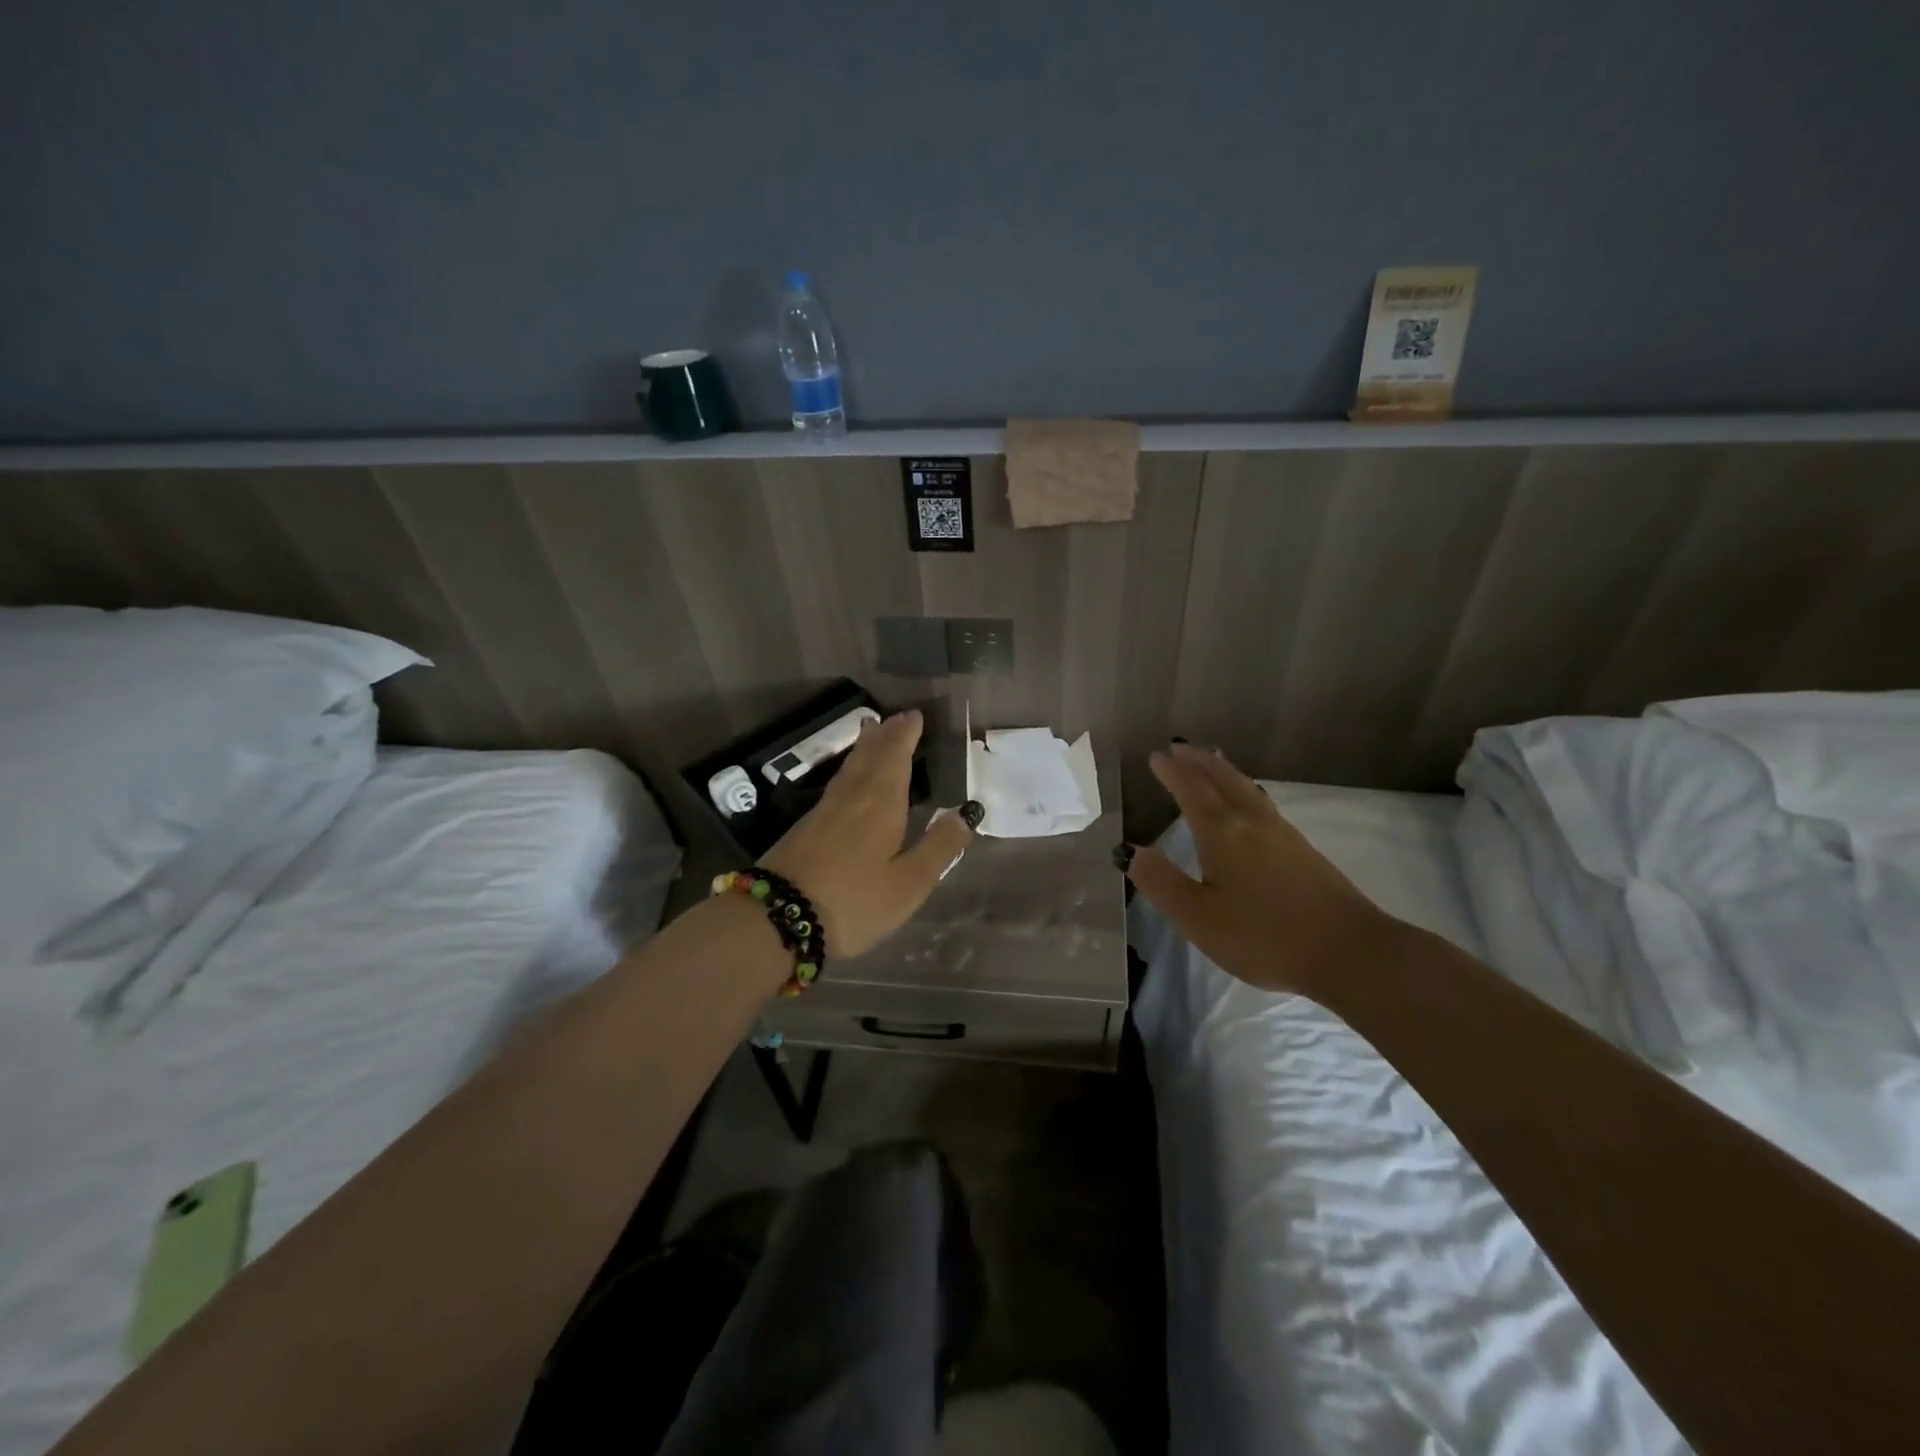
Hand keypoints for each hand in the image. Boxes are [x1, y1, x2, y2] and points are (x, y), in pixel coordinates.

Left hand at [760, 710, 977, 959]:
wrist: (778, 917)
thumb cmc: (854, 901)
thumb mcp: (909, 883)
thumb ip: (939, 847)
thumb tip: (965, 813)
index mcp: (881, 803)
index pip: (896, 758)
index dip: (905, 736)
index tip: (915, 715)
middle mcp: (852, 797)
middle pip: (869, 757)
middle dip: (885, 736)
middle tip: (895, 717)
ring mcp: (824, 811)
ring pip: (850, 768)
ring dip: (865, 748)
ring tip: (872, 732)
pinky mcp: (806, 827)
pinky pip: (837, 784)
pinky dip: (850, 769)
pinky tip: (850, 779)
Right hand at [1119, 743, 1401, 995]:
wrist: (1348, 951)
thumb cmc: (1263, 936)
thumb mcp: (1197, 917)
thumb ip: (1162, 882)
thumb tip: (1129, 851)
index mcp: (1222, 833)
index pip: (1191, 791)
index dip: (1173, 773)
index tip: (1156, 756)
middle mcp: (1251, 823)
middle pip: (1222, 779)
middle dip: (1198, 761)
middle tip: (1179, 747)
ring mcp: (1282, 834)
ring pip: (1246, 788)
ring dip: (1223, 771)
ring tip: (1211, 762)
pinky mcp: (1303, 850)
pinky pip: (1262, 803)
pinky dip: (1244, 789)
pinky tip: (1249, 803)